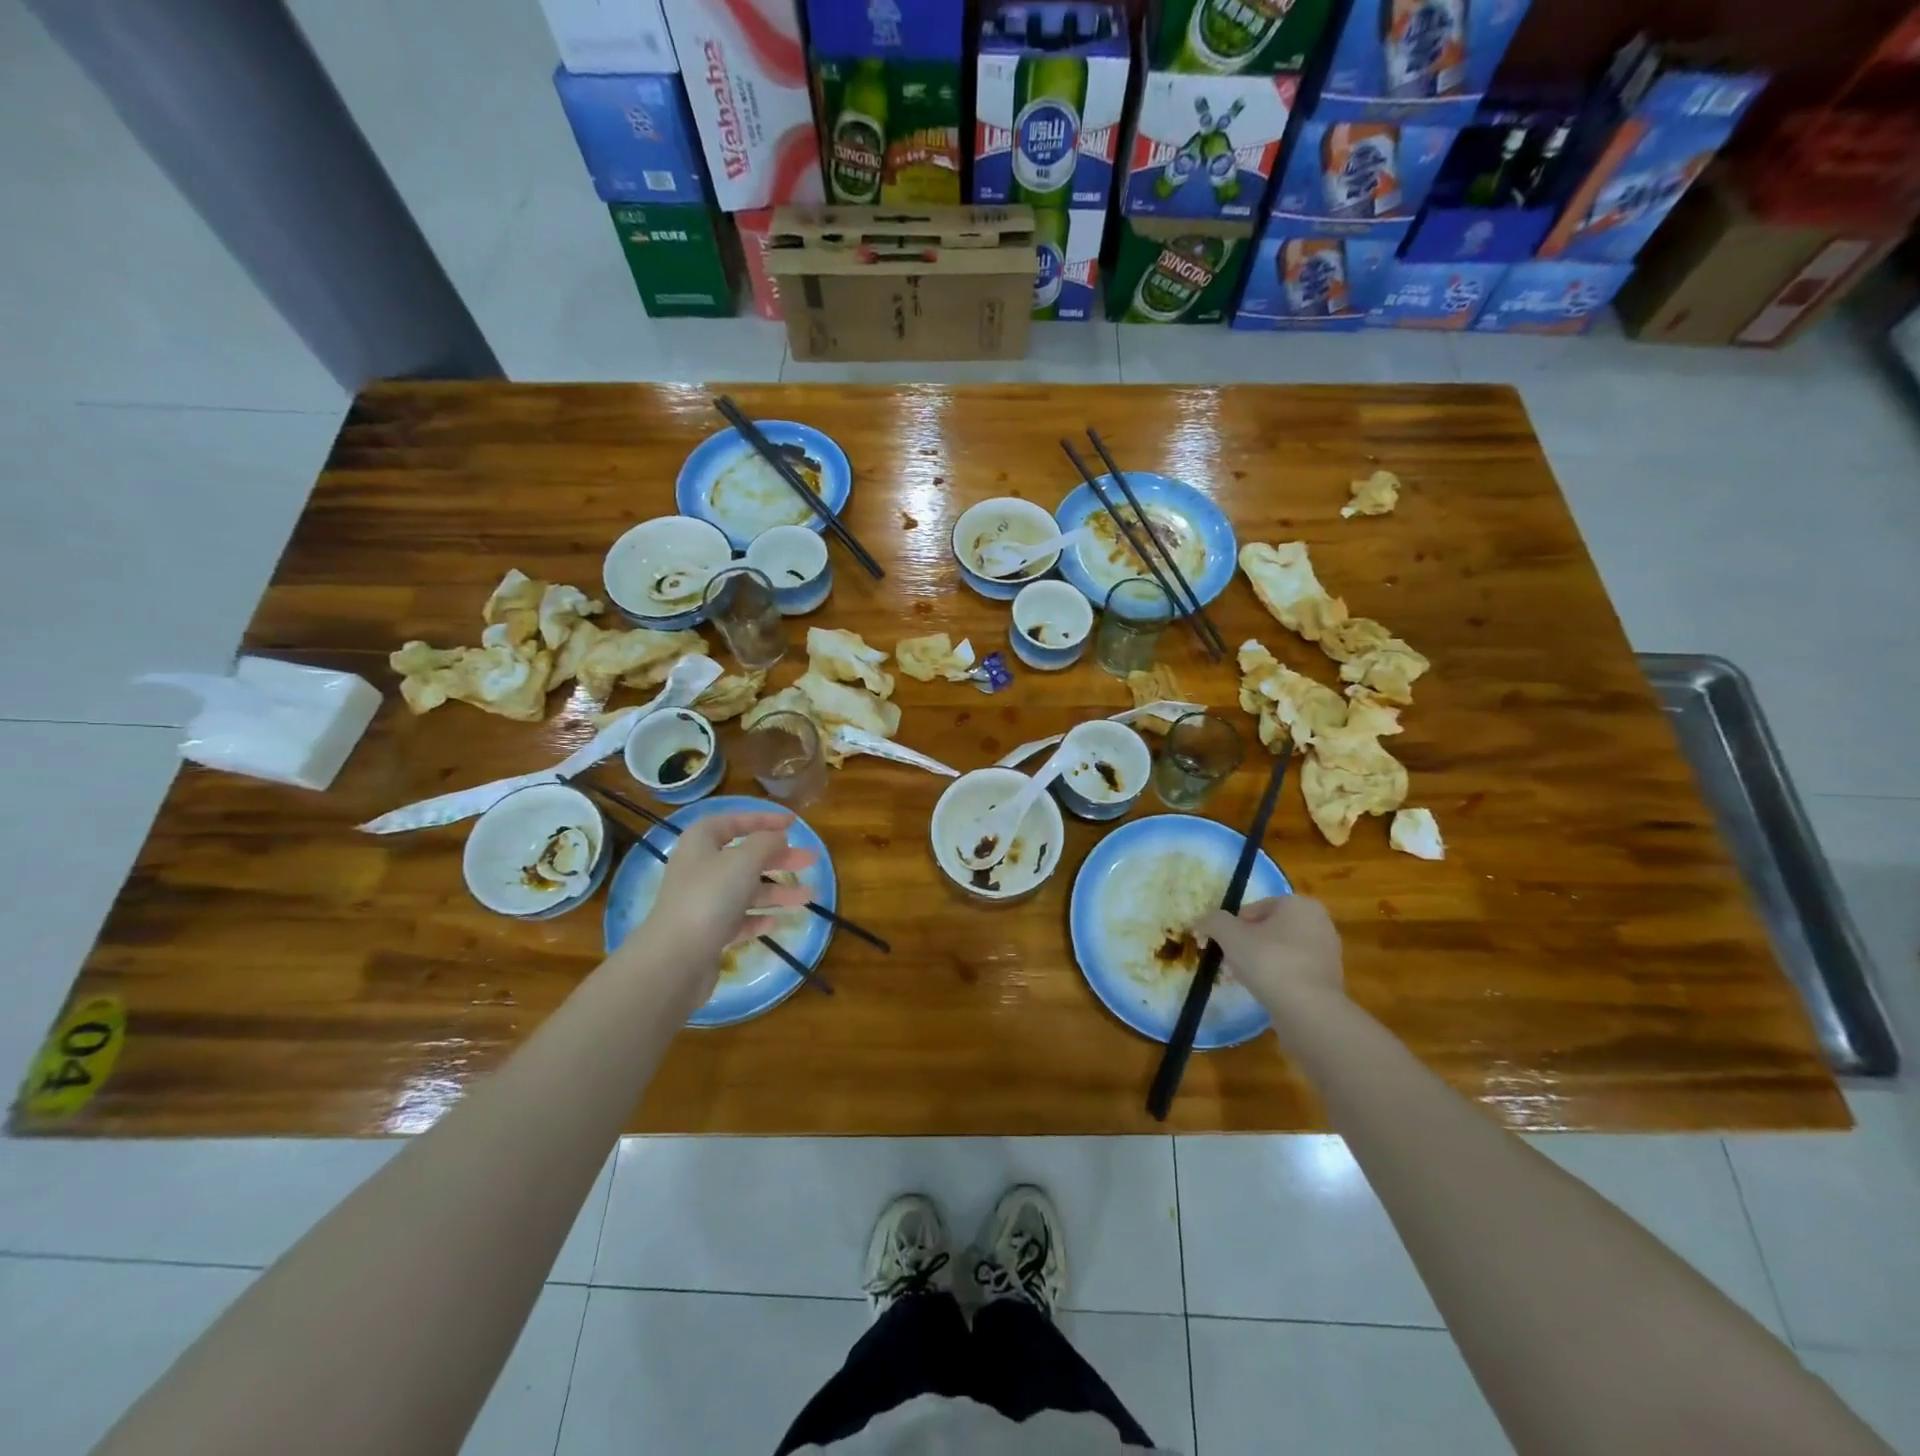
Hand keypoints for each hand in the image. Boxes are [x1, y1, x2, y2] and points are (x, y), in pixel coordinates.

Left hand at [640, 812, 816, 991]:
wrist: (676, 958)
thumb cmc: (711, 896)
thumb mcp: (744, 860)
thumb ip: (766, 842)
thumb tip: (778, 837)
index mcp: (702, 842)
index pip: (735, 821)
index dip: (765, 819)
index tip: (794, 822)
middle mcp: (700, 868)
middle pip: (745, 857)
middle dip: (780, 858)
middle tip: (811, 859)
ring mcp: (702, 902)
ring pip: (746, 890)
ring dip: (777, 891)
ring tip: (809, 896)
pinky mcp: (707, 932)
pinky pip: (738, 919)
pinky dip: (757, 917)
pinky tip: (776, 922)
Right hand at [1197, 895, 1343, 1015]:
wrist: (1308, 1011)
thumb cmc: (1269, 961)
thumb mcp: (1230, 935)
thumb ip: (1213, 921)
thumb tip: (1201, 921)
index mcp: (1299, 904)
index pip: (1254, 908)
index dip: (1234, 926)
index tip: (1225, 945)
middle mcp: (1319, 922)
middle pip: (1269, 928)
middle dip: (1249, 943)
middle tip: (1233, 961)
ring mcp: (1328, 952)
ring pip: (1282, 950)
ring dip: (1263, 960)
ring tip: (1248, 978)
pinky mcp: (1330, 979)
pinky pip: (1295, 970)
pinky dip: (1280, 977)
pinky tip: (1268, 992)